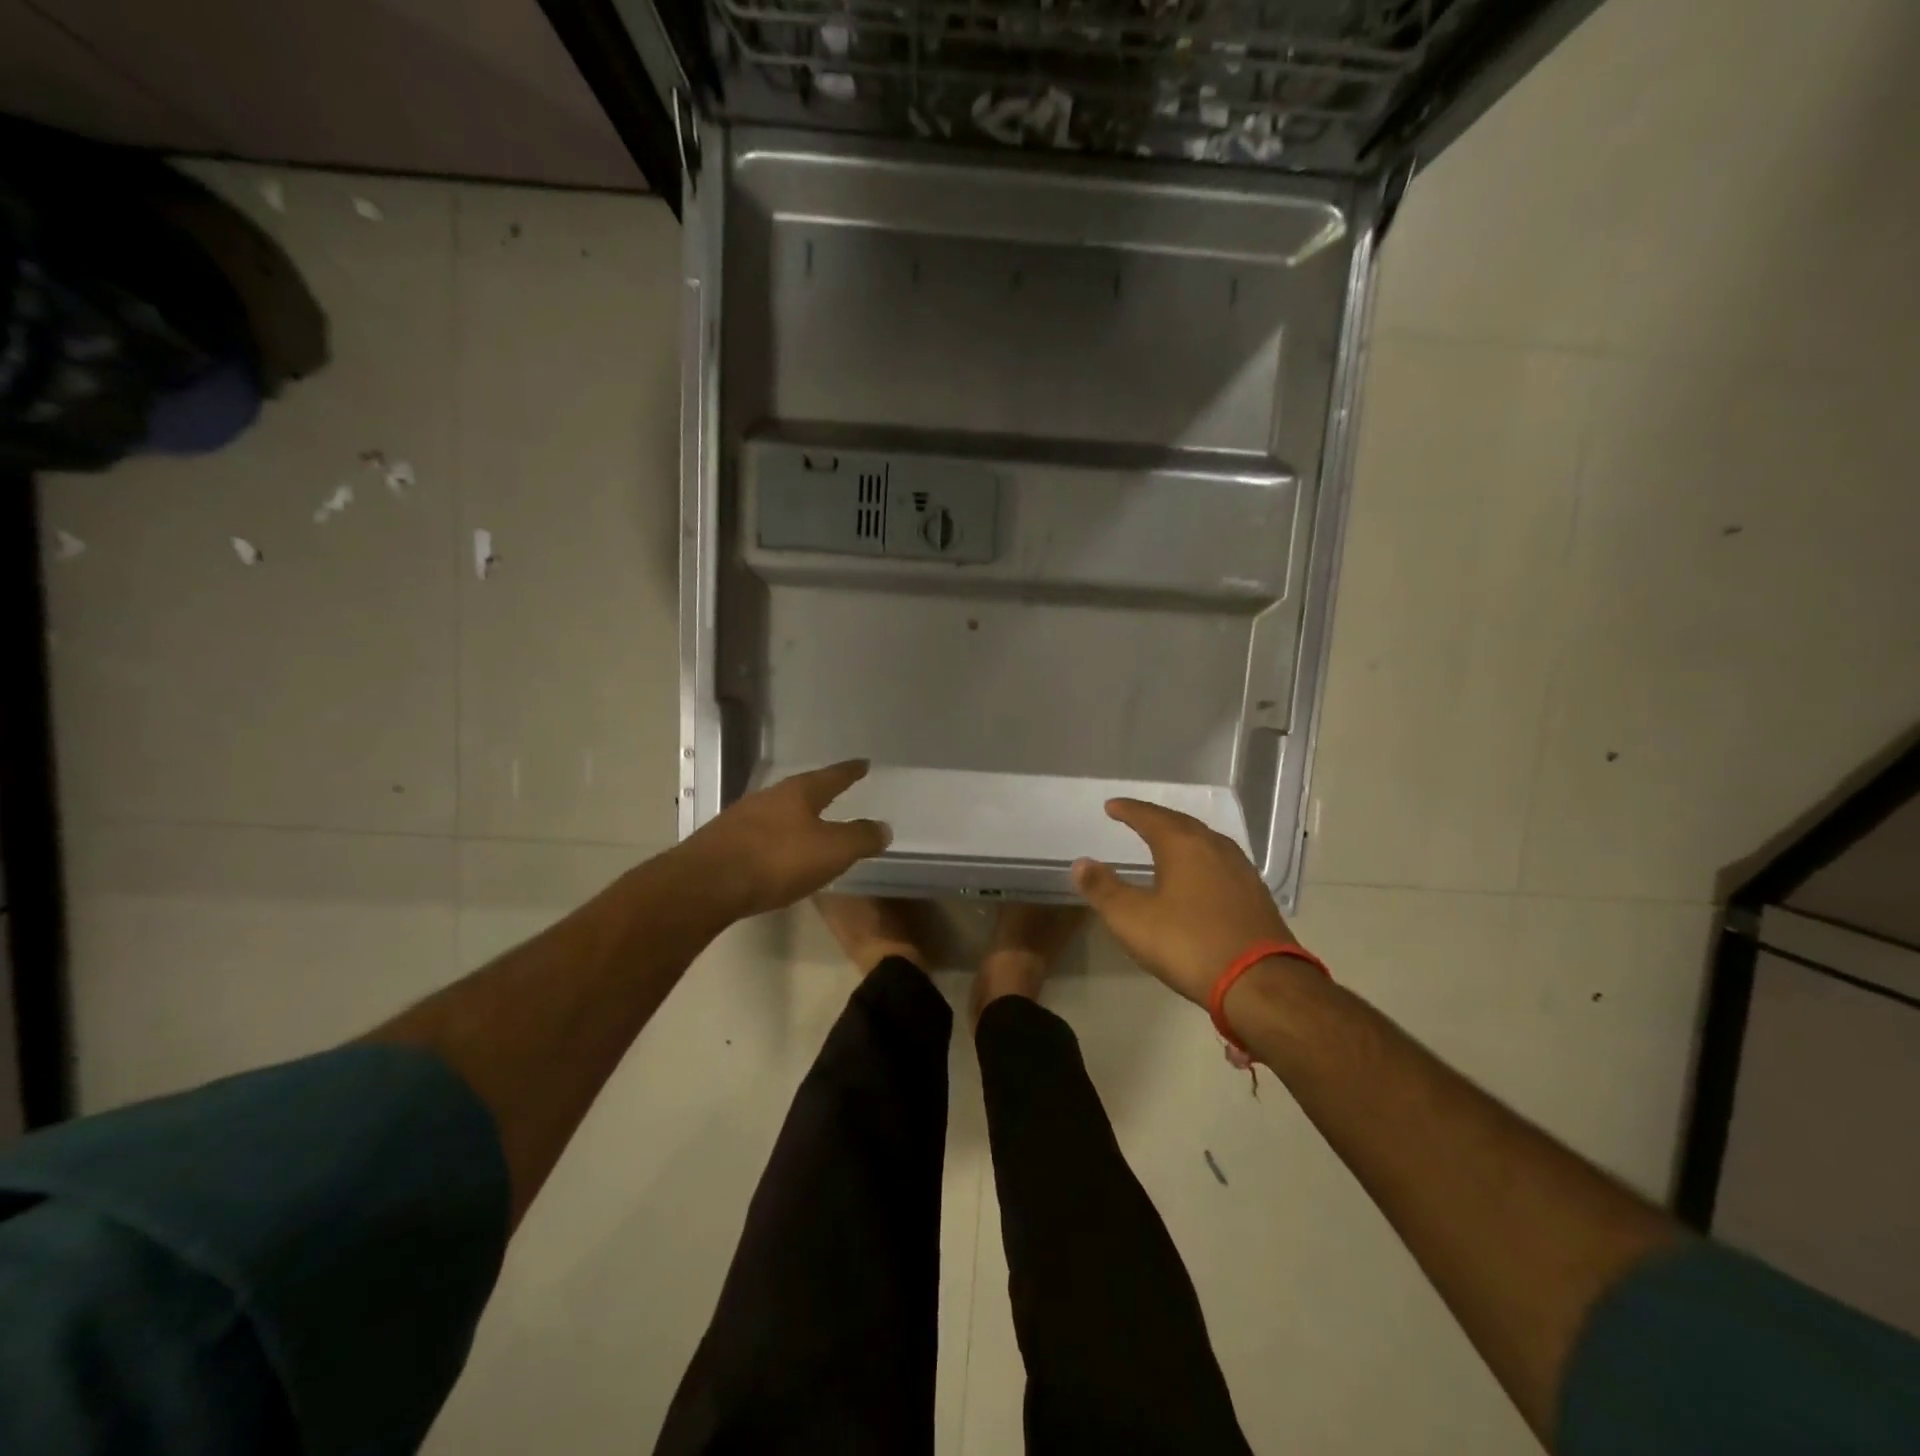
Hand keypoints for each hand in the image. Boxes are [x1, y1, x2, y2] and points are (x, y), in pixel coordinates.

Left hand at [682, 761, 890, 918]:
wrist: (706, 884)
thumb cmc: (777, 861)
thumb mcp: (832, 851)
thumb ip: (860, 838)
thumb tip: (883, 827)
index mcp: (798, 793)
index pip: (832, 776)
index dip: (849, 771)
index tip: (862, 763)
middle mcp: (768, 797)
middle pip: (800, 790)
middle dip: (818, 792)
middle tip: (834, 793)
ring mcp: (740, 818)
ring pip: (776, 811)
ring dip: (794, 817)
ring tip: (807, 825)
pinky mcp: (722, 842)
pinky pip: (758, 834)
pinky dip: (774, 839)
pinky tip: (776, 852)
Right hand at [1072, 798, 1297, 1004]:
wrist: (1260, 982)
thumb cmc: (1188, 943)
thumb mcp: (1132, 919)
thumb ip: (1103, 888)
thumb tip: (1081, 863)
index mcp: (1183, 845)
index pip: (1150, 817)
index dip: (1128, 810)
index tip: (1111, 806)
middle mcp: (1215, 848)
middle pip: (1181, 824)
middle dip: (1156, 819)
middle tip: (1136, 818)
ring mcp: (1241, 870)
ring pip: (1205, 842)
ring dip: (1182, 837)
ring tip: (1166, 841)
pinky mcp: (1256, 895)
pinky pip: (1221, 862)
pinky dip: (1202, 859)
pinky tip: (1200, 874)